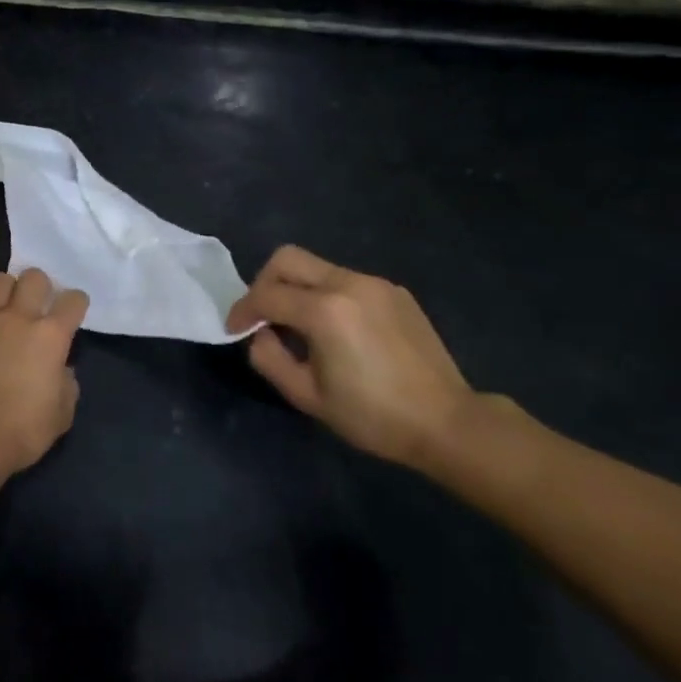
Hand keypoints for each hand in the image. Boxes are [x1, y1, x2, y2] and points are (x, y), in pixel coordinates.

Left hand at [0, 268, 86, 476]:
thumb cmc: (22, 430)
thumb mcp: (62, 414)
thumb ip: (67, 384)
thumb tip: (61, 371)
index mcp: (51, 335)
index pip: (73, 300)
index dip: (76, 303)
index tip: (74, 313)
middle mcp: (20, 317)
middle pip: (34, 276)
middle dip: (40, 286)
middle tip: (37, 306)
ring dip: (6, 291)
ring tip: (5, 310)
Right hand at [225, 245, 473, 467]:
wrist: (446, 422)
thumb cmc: (373, 416)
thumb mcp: (308, 397)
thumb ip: (270, 358)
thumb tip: (260, 333)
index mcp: (324, 310)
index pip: (266, 294)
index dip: (242, 310)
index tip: (234, 329)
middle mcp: (347, 283)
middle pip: (287, 259)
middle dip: (264, 282)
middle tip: (263, 315)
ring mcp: (374, 283)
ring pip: (317, 267)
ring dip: (297, 288)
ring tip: (300, 326)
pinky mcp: (394, 291)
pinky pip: (346, 280)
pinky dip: (328, 295)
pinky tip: (338, 330)